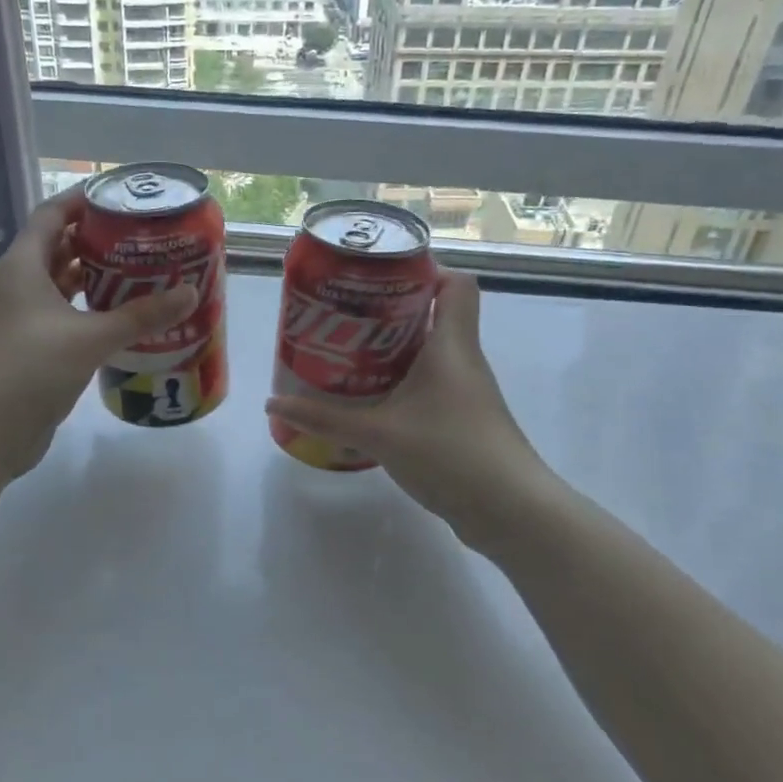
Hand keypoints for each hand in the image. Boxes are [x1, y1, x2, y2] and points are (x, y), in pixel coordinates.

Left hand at [0, 189, 197, 485]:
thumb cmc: (27, 370)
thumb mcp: (89, 338)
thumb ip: (140, 316)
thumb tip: (190, 293)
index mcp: (22, 266)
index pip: (52, 215)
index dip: (85, 201)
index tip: (125, 198)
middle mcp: (19, 286)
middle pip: (60, 248)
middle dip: (100, 241)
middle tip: (146, 239)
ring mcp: (22, 320)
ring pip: (63, 286)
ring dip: (98, 279)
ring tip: (144, 273)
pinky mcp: (31, 350)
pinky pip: (66, 318)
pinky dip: (92, 313)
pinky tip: (124, 319)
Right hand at [264, 272, 551, 552]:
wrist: (509, 510)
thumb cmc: (450, 452)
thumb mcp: (379, 433)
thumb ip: (325, 419)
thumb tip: (273, 404)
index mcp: (452, 344)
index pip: (456, 282)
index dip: (424, 271)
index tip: (379, 279)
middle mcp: (462, 359)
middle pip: (434, 315)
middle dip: (389, 312)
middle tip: (345, 317)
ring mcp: (465, 391)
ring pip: (428, 353)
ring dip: (391, 351)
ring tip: (346, 354)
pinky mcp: (461, 419)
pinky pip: (428, 385)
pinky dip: (400, 383)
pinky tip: (369, 400)